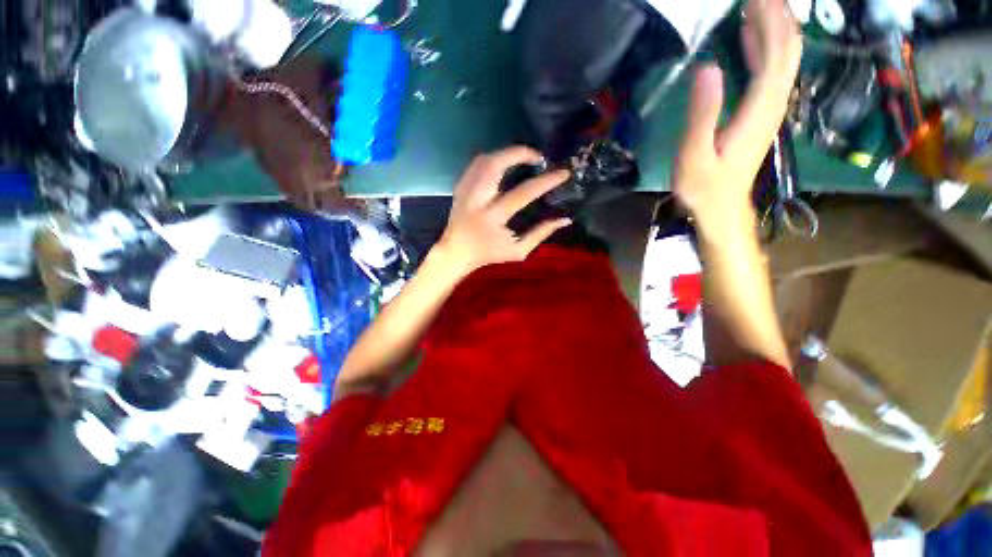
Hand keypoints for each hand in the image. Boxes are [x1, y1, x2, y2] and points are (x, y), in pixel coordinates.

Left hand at [434, 146, 572, 274]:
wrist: (455, 252)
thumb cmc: (489, 253)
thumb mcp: (519, 251)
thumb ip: (541, 233)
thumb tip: (566, 219)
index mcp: (493, 217)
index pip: (523, 193)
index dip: (546, 181)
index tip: (563, 173)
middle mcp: (477, 199)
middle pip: (495, 165)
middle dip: (519, 154)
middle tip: (539, 156)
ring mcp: (466, 189)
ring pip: (484, 159)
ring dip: (507, 153)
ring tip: (525, 156)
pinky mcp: (460, 185)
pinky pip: (476, 163)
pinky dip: (494, 157)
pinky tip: (507, 160)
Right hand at [672, 0, 800, 237]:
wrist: (723, 214)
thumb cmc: (706, 188)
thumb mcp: (696, 155)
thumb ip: (703, 112)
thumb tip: (708, 65)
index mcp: (758, 112)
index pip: (772, 60)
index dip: (769, 27)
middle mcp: (771, 106)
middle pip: (784, 56)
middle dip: (779, 21)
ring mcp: (769, 108)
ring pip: (782, 61)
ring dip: (776, 28)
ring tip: (766, 1)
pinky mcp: (761, 109)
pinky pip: (771, 70)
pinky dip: (766, 45)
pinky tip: (754, 28)